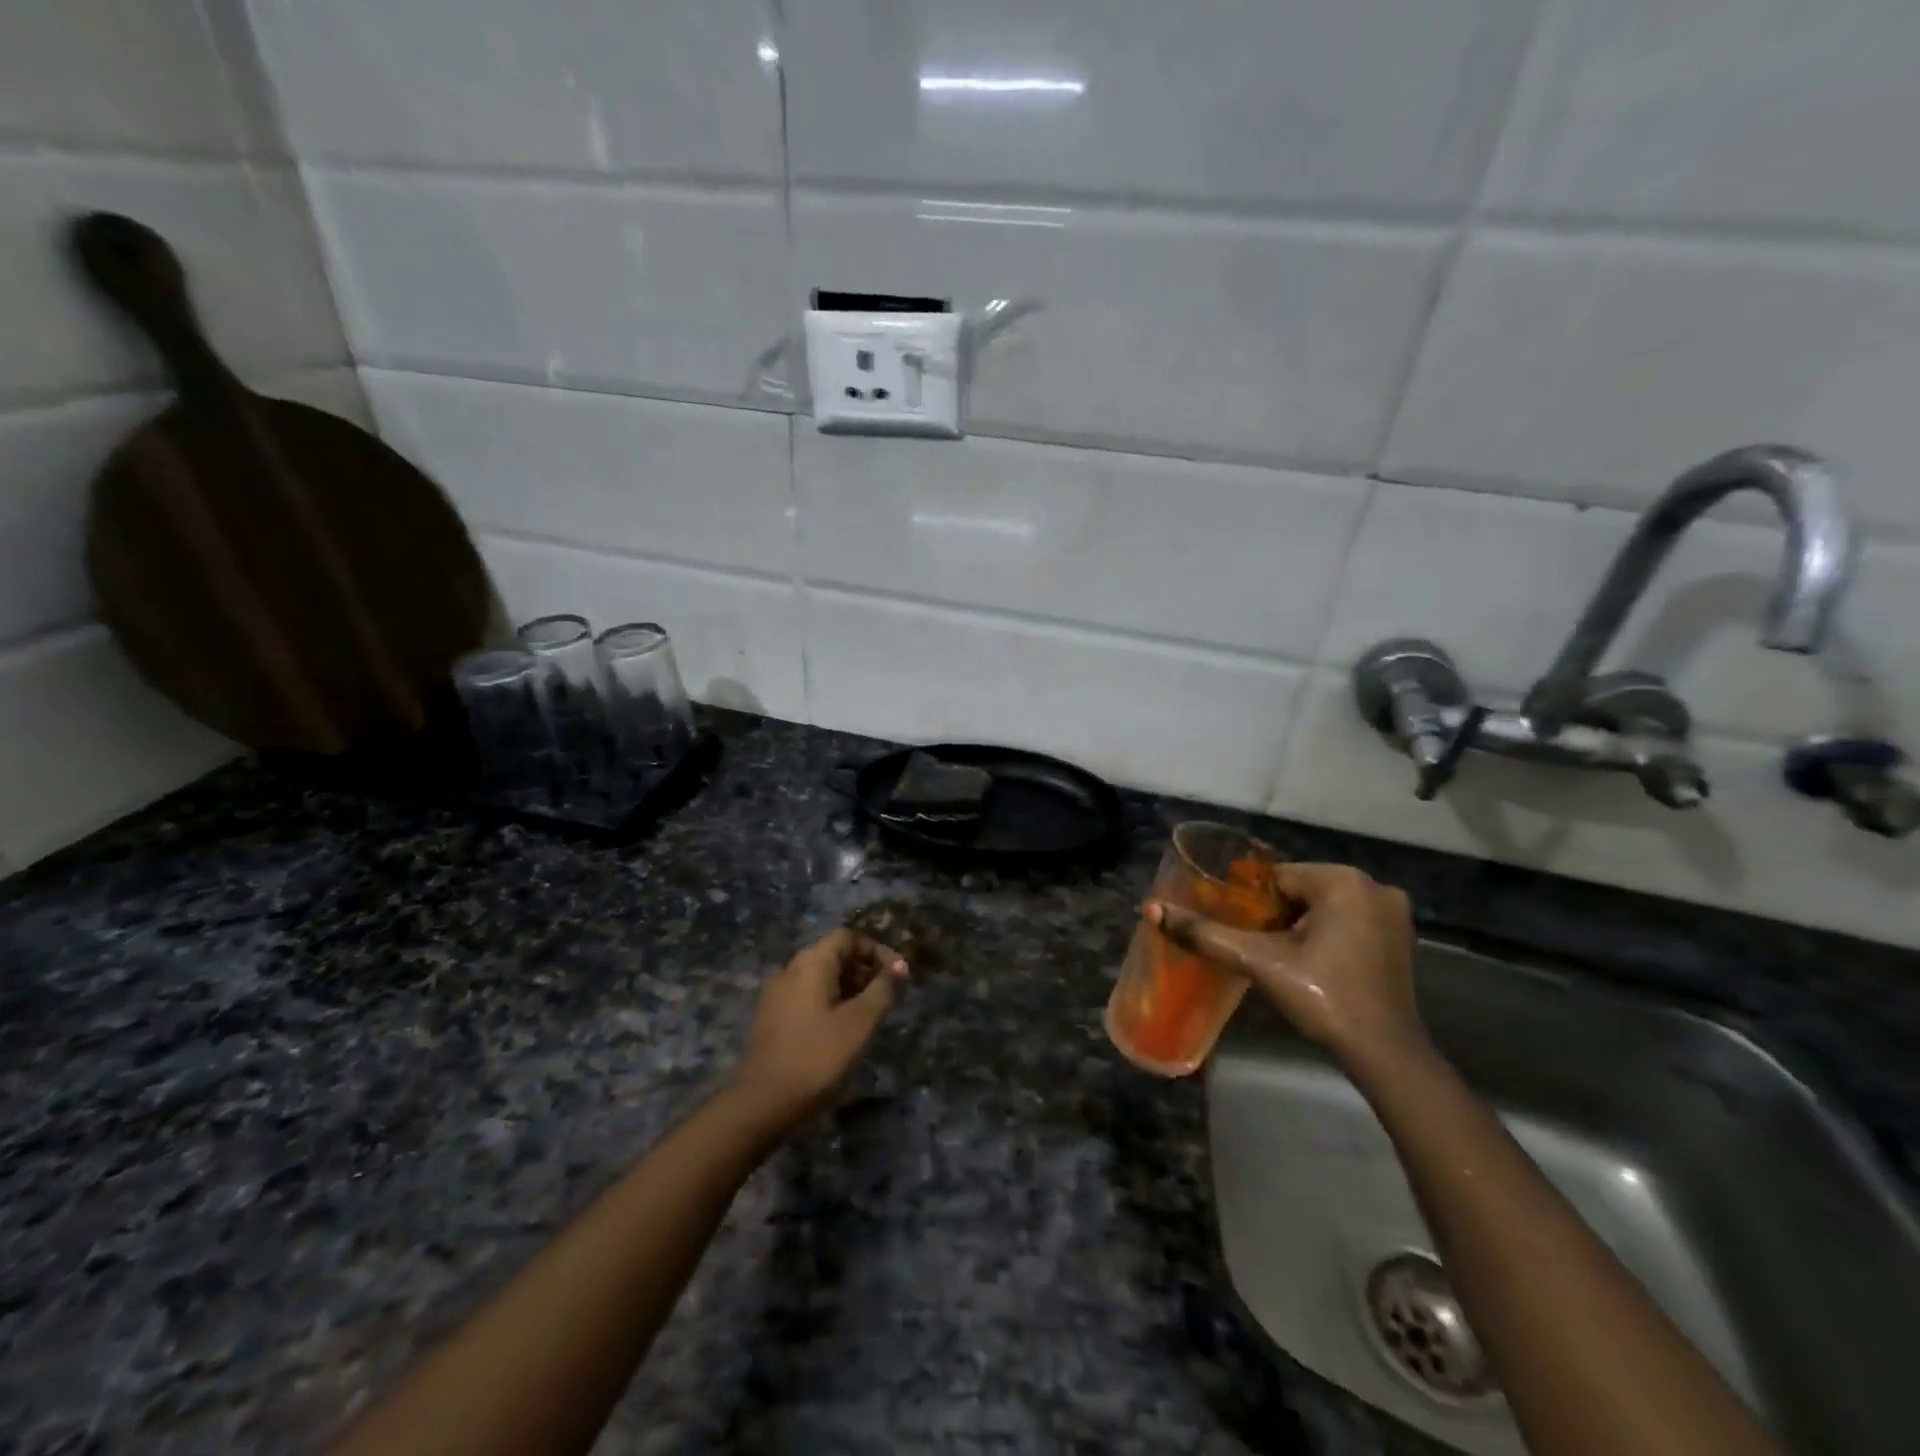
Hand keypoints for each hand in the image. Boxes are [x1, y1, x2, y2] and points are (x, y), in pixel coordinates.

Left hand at [733, 928, 907, 1125]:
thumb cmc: (817, 1057)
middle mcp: (790, 970)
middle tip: (888, 996)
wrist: (762, 1104)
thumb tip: (900, 966)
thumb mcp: (860, 1023)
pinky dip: (830, 1002)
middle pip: (834, 955)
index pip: (848, 937)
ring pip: (820, 977)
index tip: (898, 975)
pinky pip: (807, 996)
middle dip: (864, 969)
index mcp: (811, 963)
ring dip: (849, 987)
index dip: (877, 950)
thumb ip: (883, 990)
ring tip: (870, 1015)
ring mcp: (776, 994)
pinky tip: (842, 1030)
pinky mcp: (771, 1018)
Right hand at [1145, 862, 1421, 1066]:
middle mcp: (1373, 886)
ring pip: (1324, 906)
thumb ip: (1205, 933)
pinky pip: (1348, 921)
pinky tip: (1314, 964)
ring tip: (1280, 958)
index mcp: (1342, 880)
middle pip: (1301, 890)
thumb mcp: (1258, 961)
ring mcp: (1393, 912)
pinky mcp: (1401, 938)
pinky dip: (1327, 935)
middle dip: (1276, 915)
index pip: (1276, 878)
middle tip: (1256, 947)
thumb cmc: (1322, 997)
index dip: (1252, 904)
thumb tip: (1151, 909)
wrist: (1384, 1054)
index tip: (1239, 930)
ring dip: (1300, 926)